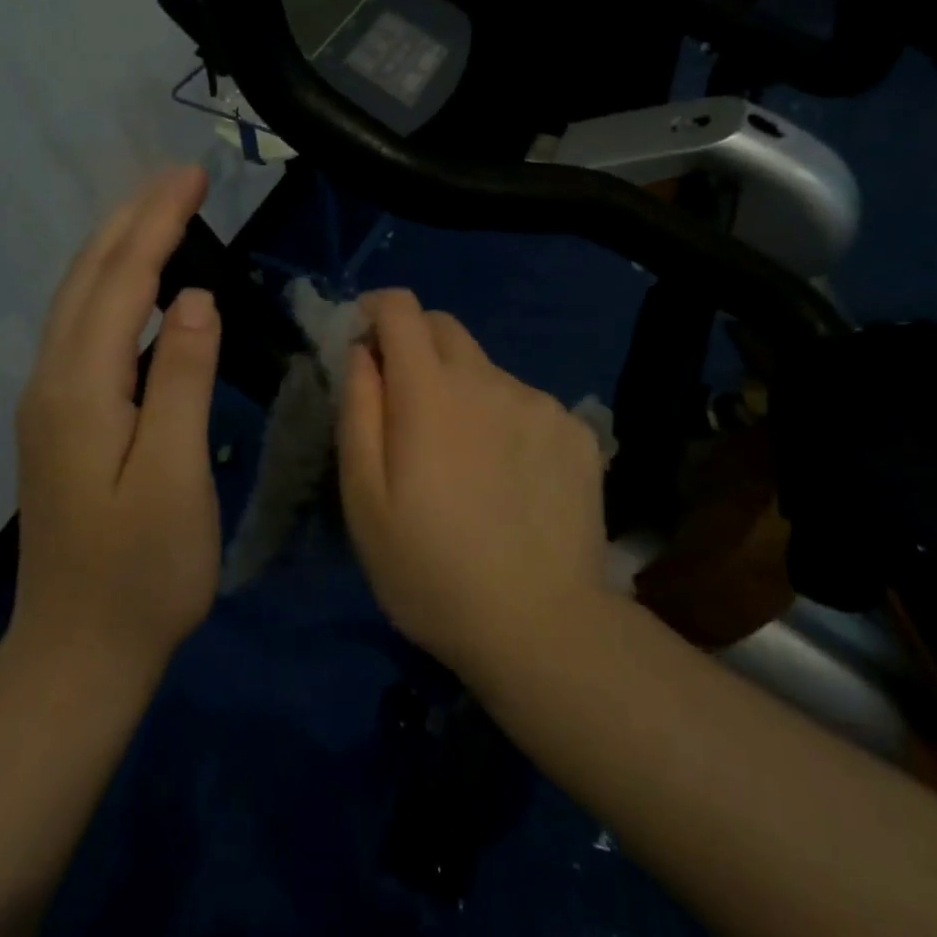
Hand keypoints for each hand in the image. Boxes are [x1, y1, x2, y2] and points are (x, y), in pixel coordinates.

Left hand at [7, 165, 222, 686]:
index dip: (158, 223)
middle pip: (88, 277)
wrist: (77, 653)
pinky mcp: (60, 418)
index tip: (192, 175)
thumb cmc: (142, 572)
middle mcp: (52, 380)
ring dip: (118, 245)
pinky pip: (84, 327)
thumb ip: (182, 380)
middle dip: (133, 217)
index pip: (122, 281)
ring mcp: (49, 400)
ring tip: (160, 209)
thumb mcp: (174, 476)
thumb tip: (194, 296)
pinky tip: (138, 285)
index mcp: (80, 388)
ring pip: (79, 298)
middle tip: (178, 176)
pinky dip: (112, 286)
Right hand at [337, 289, 609, 682]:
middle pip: (445, 328)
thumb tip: (361, 352)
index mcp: (431, 390)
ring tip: (462, 459)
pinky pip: (526, 403)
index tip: (363, 339)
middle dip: (415, 344)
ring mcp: (540, 403)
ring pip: (486, 370)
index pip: (402, 308)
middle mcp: (489, 379)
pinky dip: (504, 419)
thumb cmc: (431, 571)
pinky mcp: (577, 431)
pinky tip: (509, 478)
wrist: (541, 628)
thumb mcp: (364, 500)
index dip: (376, 310)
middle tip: (405, 404)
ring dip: (462, 389)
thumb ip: (358, 411)